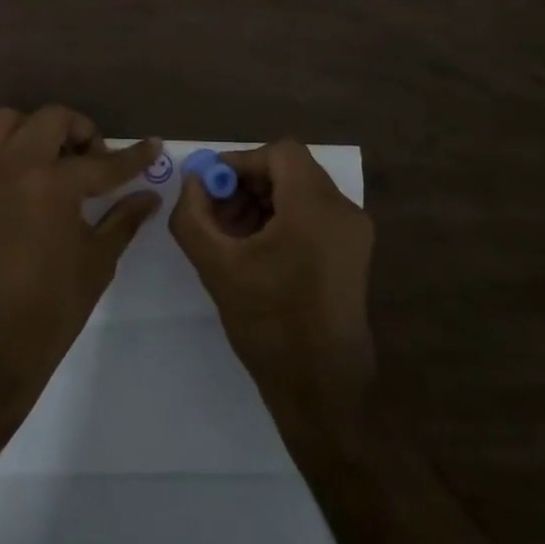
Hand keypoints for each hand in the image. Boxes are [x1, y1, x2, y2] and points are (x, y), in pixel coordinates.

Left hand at [0, 106, 160, 417]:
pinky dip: (14, 148)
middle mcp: (13, 165)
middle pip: (52, 119)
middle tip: (98, 163)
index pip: (102, 162)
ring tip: (60, 164)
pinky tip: (33, 182)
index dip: (134, 157)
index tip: (154, 146)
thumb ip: (123, 219)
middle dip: (83, 132)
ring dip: (41, 131)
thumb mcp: (96, 262)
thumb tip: (149, 196)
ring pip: (11, 121)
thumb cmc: (48, 311)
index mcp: (50, 183)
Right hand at [170, 139, 375, 438]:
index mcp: (316, 207)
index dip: (239, 162)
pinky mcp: (353, 254)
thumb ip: (193, 215)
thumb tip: (191, 181)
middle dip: (247, 184)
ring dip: (261, 202)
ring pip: (301, 192)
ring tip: (229, 235)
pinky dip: (281, 219)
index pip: (279, 153)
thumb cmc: (269, 324)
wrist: (321, 390)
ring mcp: (353, 233)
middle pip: (290, 171)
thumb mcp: (216, 266)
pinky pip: (313, 216)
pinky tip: (254, 250)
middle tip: (214, 212)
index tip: (209, 187)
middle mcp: (343, 210)